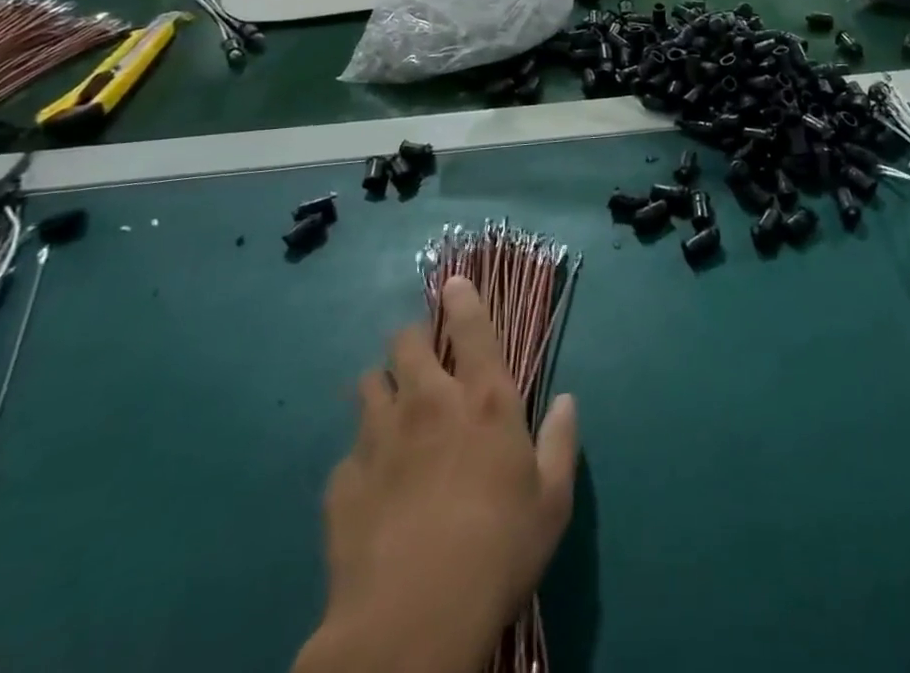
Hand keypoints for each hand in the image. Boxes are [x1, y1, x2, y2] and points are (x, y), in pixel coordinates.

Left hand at [296, 278, 578, 672]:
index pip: (472, 326)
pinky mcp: (343, 482)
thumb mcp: (551, 502)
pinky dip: (360, 459)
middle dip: (413, 341)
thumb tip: (566, 400)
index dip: (462, 298)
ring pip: (369, 383)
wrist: (411, 624)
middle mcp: (429, 403)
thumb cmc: (498, 553)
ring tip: (391, 413)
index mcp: (484, 401)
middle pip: (406, 341)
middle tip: (422, 361)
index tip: (453, 283)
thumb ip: (561, 442)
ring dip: (382, 389)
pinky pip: (348, 452)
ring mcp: (380, 439)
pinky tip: (370, 486)